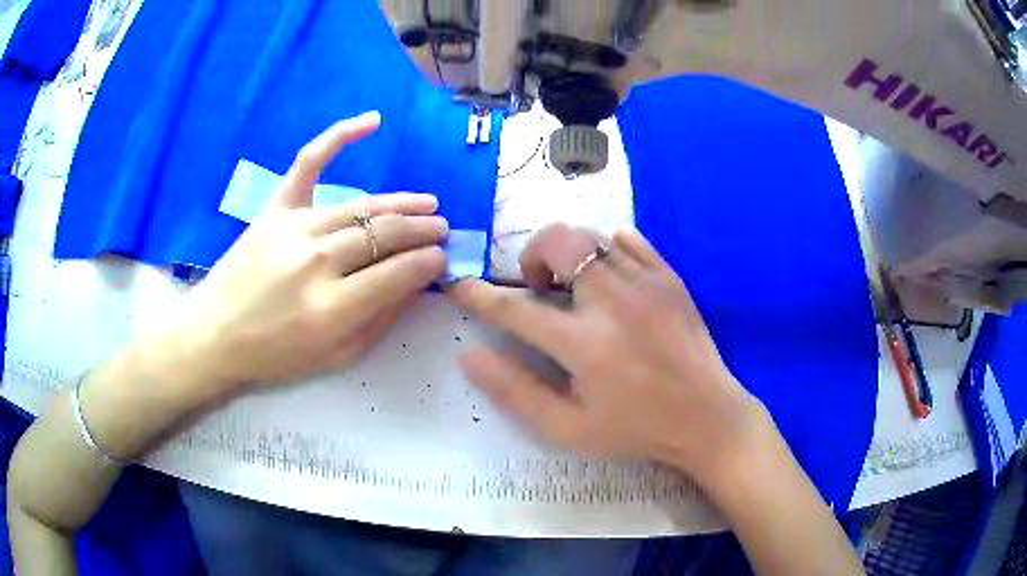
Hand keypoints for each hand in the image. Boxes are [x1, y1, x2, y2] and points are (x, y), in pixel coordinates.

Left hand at [161, 112, 446, 397]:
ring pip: (361, 206)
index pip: (399, 273)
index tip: (442, 258)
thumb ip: (381, 320)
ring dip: (401, 203)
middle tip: (442, 229)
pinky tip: (372, 121)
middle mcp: (316, 262)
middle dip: (422, 231)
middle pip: (384, 235)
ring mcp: (293, 228)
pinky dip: (339, 136)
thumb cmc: (276, 355)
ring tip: (427, 204)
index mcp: (332, 308)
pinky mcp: (275, 209)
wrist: (216, 335)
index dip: (428, 263)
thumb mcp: (337, 357)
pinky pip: (309, 163)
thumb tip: (416, 282)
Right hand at [448, 224, 762, 485]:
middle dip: (531, 256)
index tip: (459, 286)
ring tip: (573, 286)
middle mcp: (613, 302)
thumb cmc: (636, 430)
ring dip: (567, 253)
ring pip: (590, 236)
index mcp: (584, 345)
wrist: (707, 417)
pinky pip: (629, 240)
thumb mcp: (569, 429)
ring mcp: (646, 283)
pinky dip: (607, 249)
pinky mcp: (669, 277)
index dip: (478, 296)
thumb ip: (516, 391)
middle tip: (537, 288)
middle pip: (558, 242)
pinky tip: (609, 278)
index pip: (514, 309)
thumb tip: (470, 356)